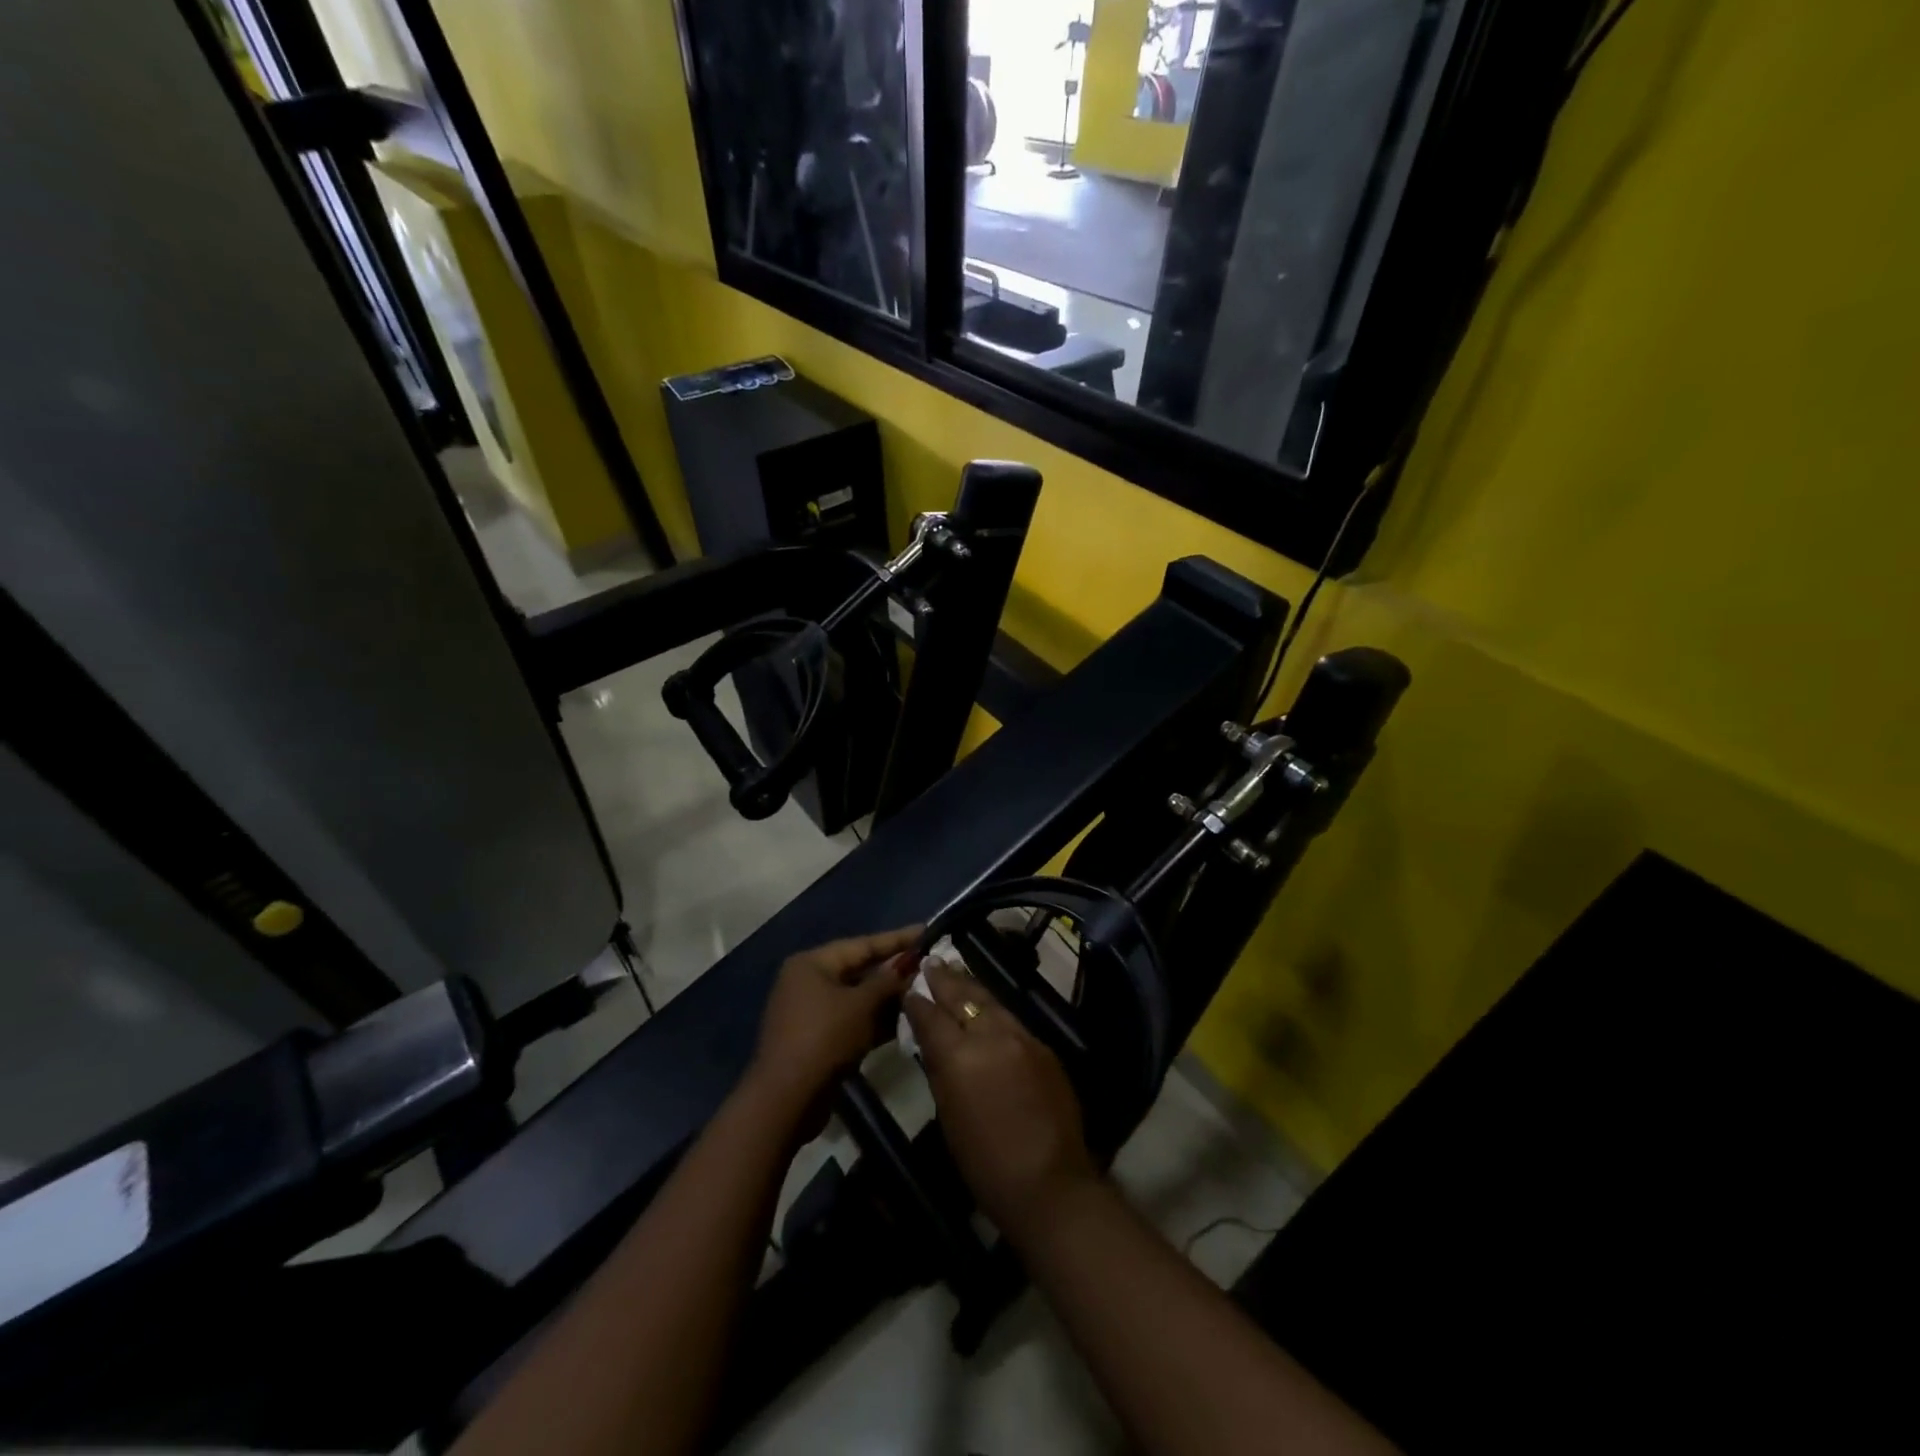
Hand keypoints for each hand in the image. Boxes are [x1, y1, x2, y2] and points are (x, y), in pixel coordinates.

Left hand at [747, 927, 920, 1128]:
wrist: (787, 1100)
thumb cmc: (824, 1038)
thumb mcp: (861, 1005)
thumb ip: (887, 982)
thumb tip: (909, 966)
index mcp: (812, 964)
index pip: (862, 944)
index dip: (897, 939)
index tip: (927, 931)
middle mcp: (808, 981)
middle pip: (859, 970)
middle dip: (894, 971)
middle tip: (930, 965)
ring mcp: (811, 1012)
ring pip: (858, 998)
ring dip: (888, 998)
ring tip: (925, 992)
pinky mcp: (818, 1039)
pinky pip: (852, 1020)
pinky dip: (875, 1020)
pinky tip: (906, 1021)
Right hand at [905, 960, 1097, 1237]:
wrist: (1049, 1182)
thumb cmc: (985, 1162)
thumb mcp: (949, 1116)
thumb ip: (940, 1070)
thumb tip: (933, 1042)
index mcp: (960, 1056)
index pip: (932, 1016)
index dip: (918, 1001)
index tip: (909, 988)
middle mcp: (992, 1035)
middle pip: (964, 997)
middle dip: (946, 979)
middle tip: (932, 962)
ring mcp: (1022, 1037)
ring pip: (991, 1002)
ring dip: (972, 989)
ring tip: (957, 975)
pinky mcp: (1043, 1046)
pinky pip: (1012, 1020)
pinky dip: (995, 1011)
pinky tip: (988, 1010)